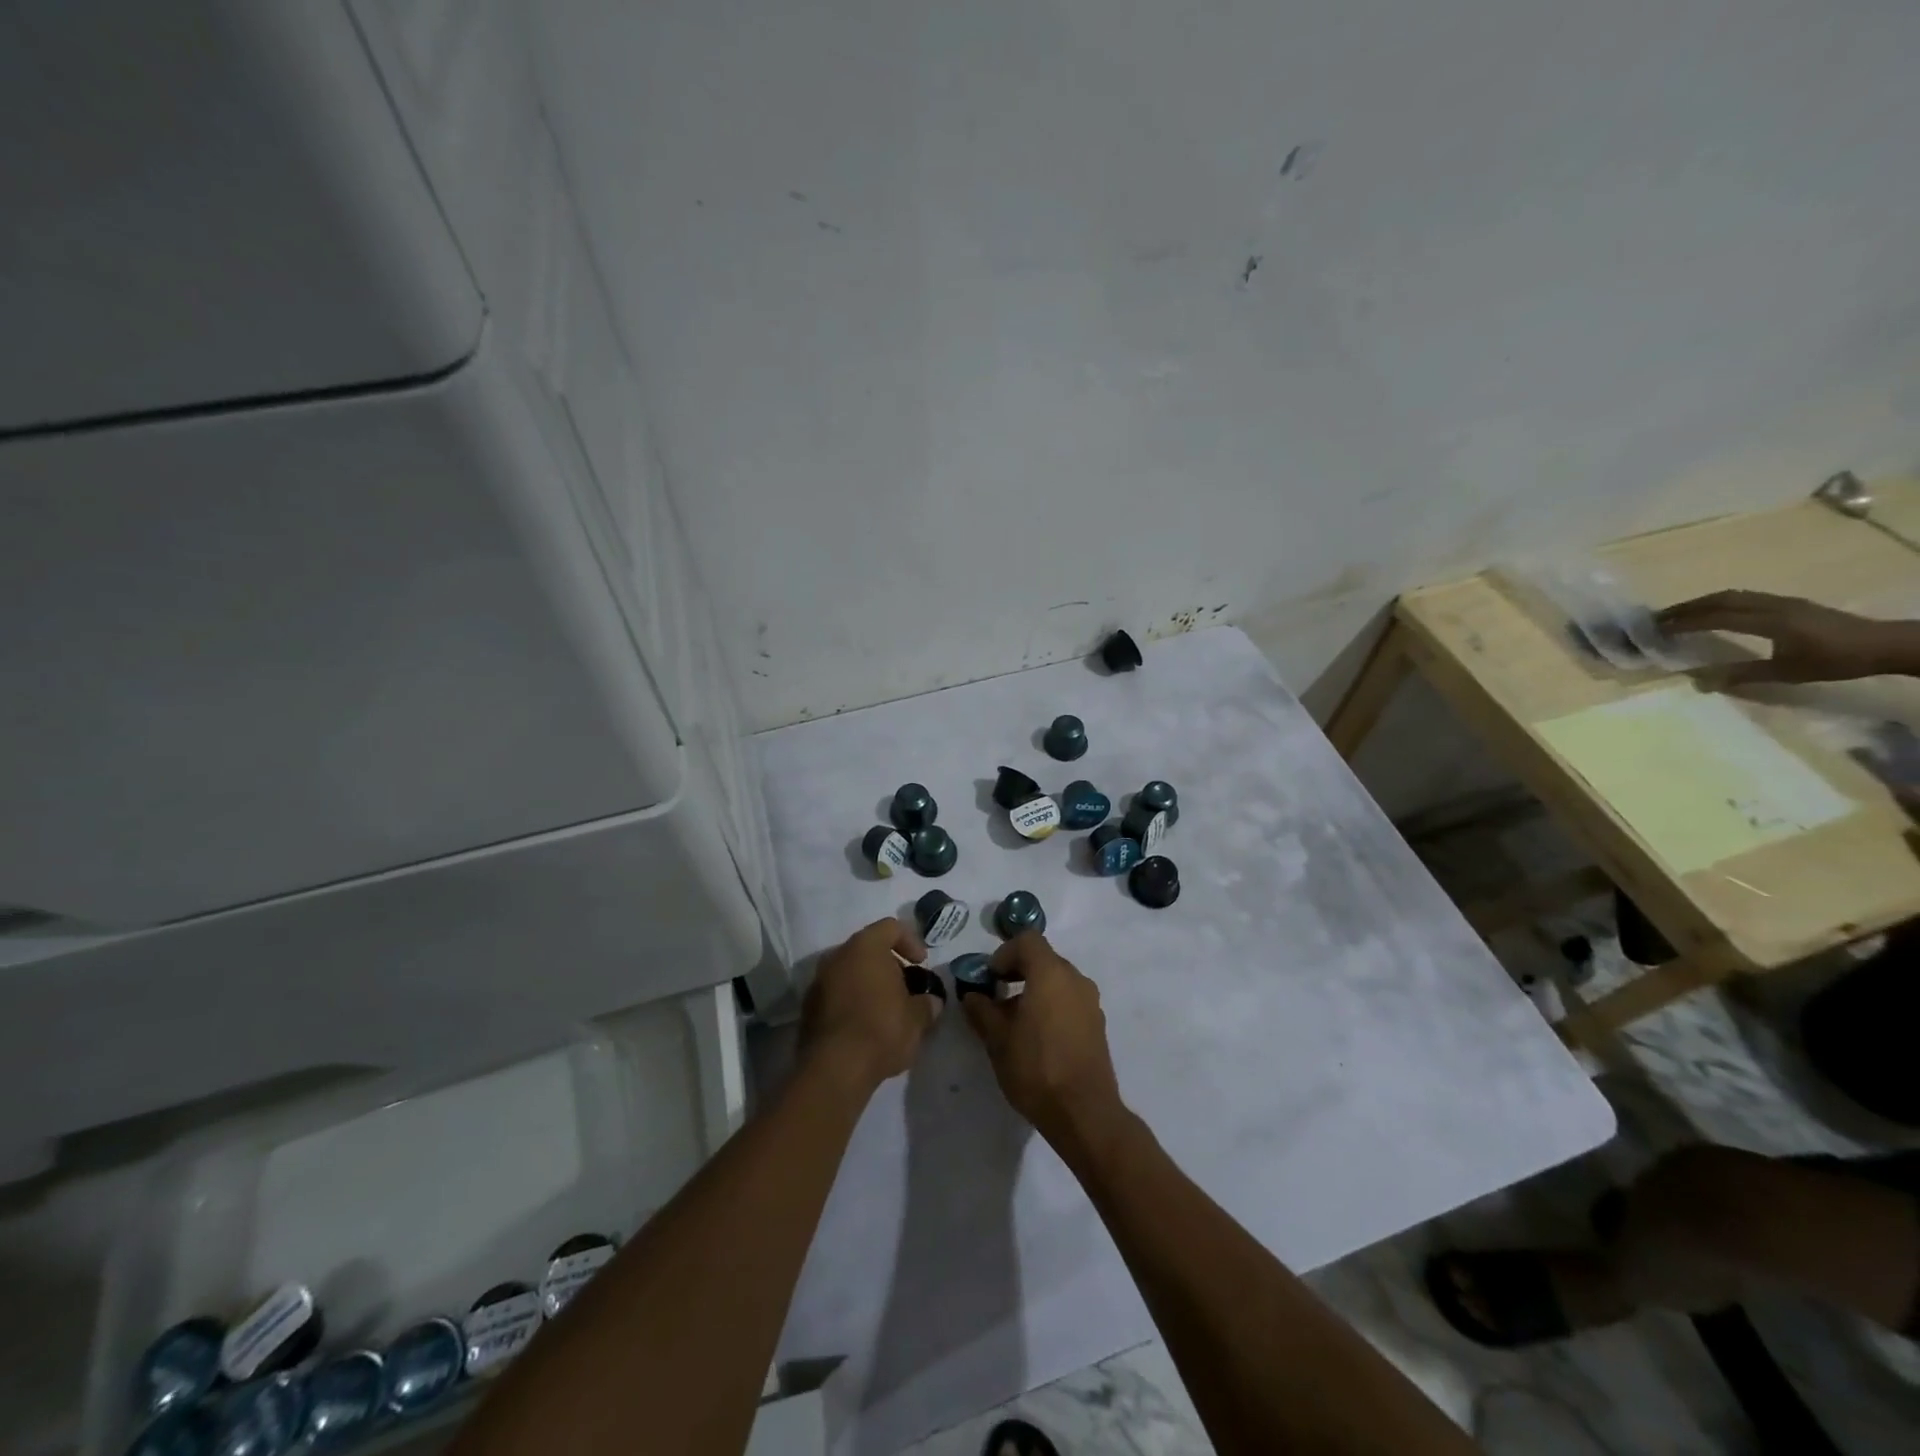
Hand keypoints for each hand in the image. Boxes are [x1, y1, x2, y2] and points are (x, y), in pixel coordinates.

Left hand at [801, 919, 937, 1092]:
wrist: (833, 1070)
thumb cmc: (881, 1030)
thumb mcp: (917, 1019)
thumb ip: (927, 1004)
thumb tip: (931, 1002)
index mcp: (865, 947)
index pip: (890, 927)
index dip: (910, 941)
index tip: (921, 964)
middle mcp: (837, 956)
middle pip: (868, 948)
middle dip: (889, 965)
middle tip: (906, 988)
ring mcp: (818, 981)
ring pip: (850, 971)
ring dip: (869, 984)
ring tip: (887, 1009)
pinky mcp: (808, 1008)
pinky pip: (836, 993)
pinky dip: (852, 1000)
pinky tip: (865, 1026)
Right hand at [962, 932, 1124, 1149]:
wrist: (1084, 1112)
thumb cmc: (1036, 1068)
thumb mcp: (997, 1039)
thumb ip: (981, 1010)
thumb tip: (972, 995)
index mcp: (1051, 973)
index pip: (1027, 940)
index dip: (1004, 953)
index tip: (990, 978)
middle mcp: (1075, 979)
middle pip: (1044, 959)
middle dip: (1018, 972)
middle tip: (997, 998)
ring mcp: (1090, 1001)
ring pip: (1057, 980)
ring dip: (1035, 989)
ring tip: (1016, 1022)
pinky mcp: (1097, 1023)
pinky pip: (1070, 1000)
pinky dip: (1052, 1005)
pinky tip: (1038, 1037)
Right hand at [1656, 591, 1915, 685]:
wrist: (1886, 644)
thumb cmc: (1835, 661)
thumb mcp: (1788, 673)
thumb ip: (1742, 675)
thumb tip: (1698, 682)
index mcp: (1770, 621)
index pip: (1716, 617)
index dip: (1684, 622)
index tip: (1657, 629)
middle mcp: (1773, 606)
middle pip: (1721, 599)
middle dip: (1687, 607)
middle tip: (1658, 618)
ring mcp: (1783, 602)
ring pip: (1734, 595)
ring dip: (1703, 603)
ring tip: (1680, 614)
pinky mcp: (1790, 604)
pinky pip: (1747, 597)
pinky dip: (1721, 603)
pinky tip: (1716, 613)